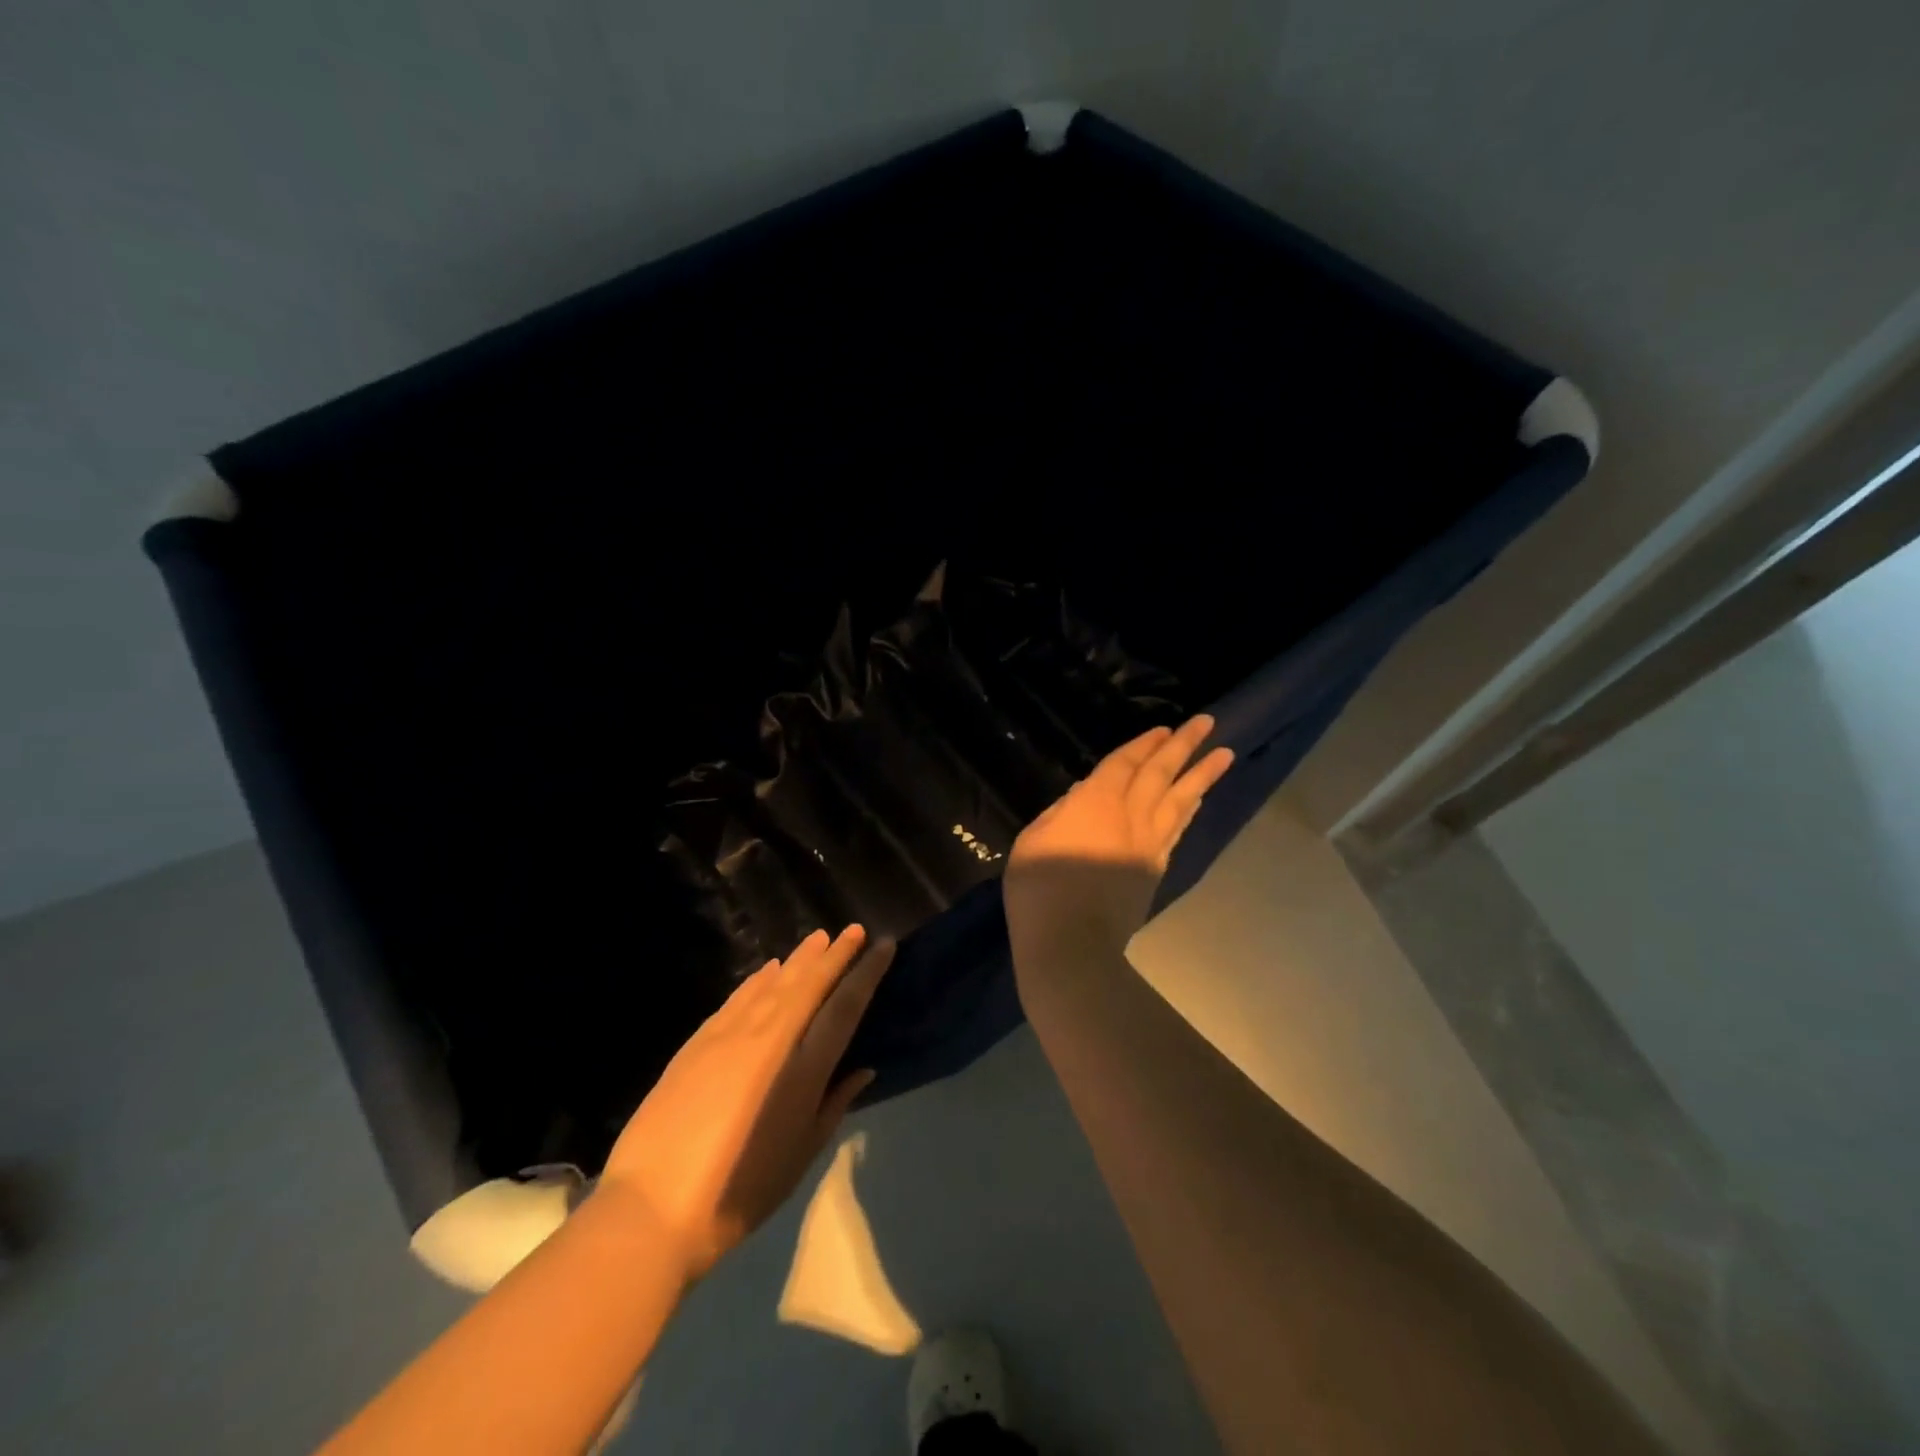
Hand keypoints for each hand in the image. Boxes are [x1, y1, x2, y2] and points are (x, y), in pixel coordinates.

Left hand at [598, 926, 892, 1281]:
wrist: (653, 1208)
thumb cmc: (741, 1193)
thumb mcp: (801, 1155)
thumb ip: (834, 1104)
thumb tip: (863, 1069)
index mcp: (805, 1068)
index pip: (845, 1005)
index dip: (867, 972)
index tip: (883, 945)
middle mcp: (772, 1038)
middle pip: (810, 983)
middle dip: (836, 954)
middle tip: (853, 929)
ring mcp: (731, 1034)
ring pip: (774, 982)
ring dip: (800, 958)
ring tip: (819, 938)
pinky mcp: (700, 1040)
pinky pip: (739, 997)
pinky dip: (758, 979)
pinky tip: (769, 968)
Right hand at [1004, 715, 1233, 959]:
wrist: (1072, 942)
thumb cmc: (1040, 888)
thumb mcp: (1033, 838)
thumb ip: (1060, 811)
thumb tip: (1083, 794)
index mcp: (1096, 802)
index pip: (1124, 764)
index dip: (1144, 744)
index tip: (1164, 728)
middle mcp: (1130, 816)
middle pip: (1160, 774)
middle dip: (1183, 745)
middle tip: (1207, 722)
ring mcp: (1148, 844)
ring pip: (1180, 800)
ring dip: (1202, 775)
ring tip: (1224, 755)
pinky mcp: (1154, 869)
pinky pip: (1177, 829)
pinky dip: (1189, 810)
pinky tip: (1197, 801)